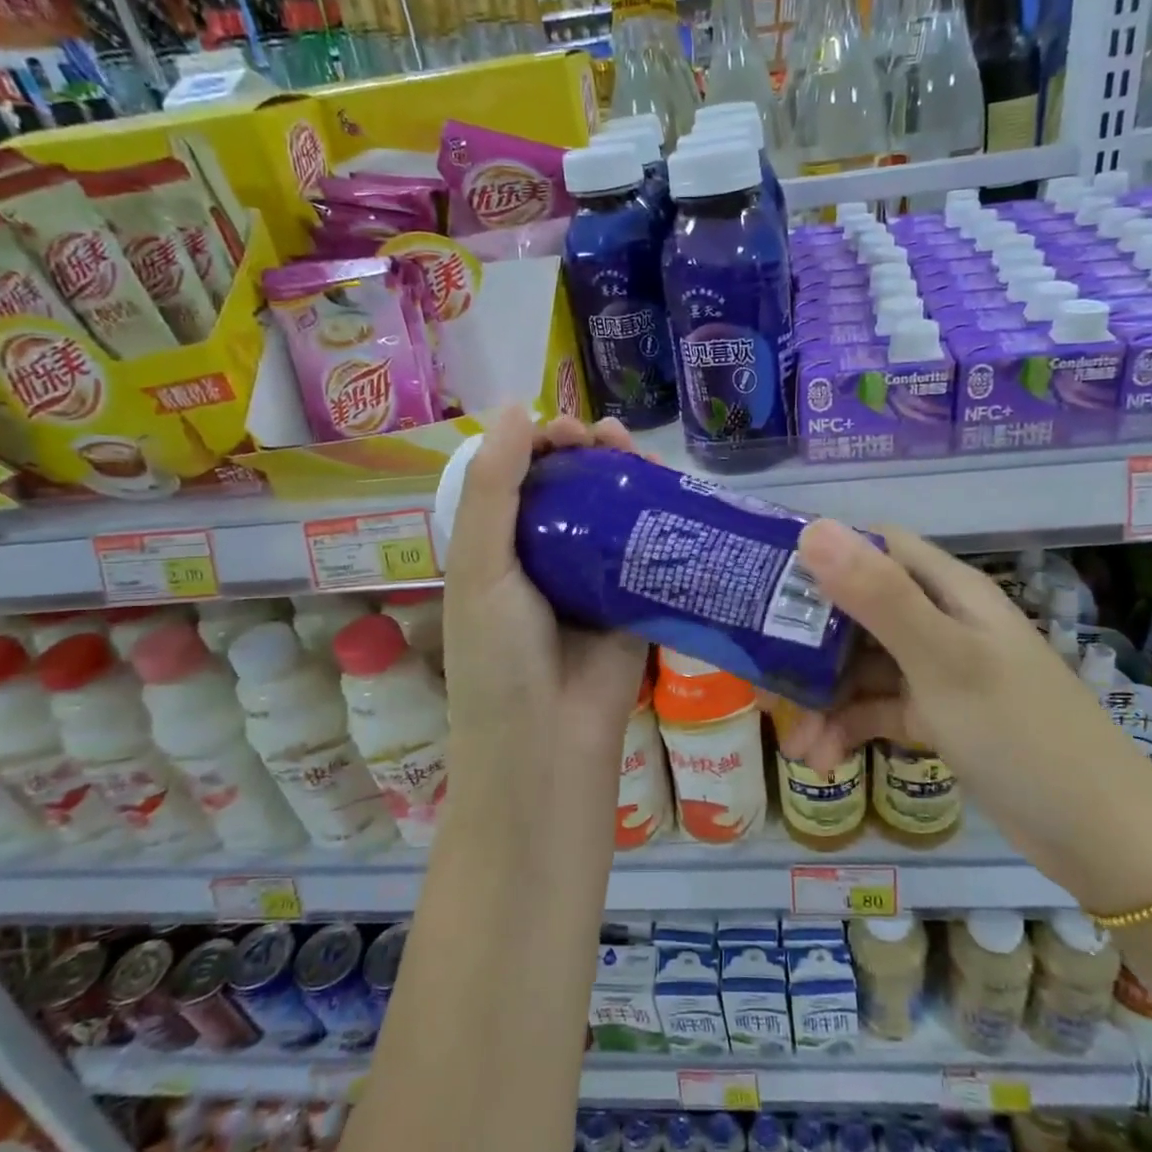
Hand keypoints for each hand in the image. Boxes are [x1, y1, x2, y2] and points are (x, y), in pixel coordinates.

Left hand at [440, 407, 648, 862]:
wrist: (548, 744)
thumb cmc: (499, 657)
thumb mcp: (480, 568)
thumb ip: (495, 488)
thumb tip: (515, 407)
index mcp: (496, 548)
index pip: (518, 478)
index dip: (540, 444)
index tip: (567, 432)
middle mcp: (543, 559)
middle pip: (569, 490)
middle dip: (589, 455)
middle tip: (611, 441)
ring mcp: (590, 580)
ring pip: (611, 514)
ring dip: (625, 479)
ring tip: (640, 455)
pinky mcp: (632, 601)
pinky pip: (647, 551)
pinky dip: (659, 519)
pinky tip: (672, 493)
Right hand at [774, 519, 1151, 907]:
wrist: (1103, 840)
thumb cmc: (1022, 734)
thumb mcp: (945, 662)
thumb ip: (878, 597)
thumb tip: (811, 529)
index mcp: (949, 590)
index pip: (875, 546)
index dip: (821, 551)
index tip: (765, 576)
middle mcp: (941, 621)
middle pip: (858, 609)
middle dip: (808, 639)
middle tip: (758, 666)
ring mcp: (939, 672)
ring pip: (862, 665)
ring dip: (823, 696)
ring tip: (791, 739)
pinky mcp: (938, 718)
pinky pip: (878, 709)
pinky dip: (848, 728)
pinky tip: (821, 759)